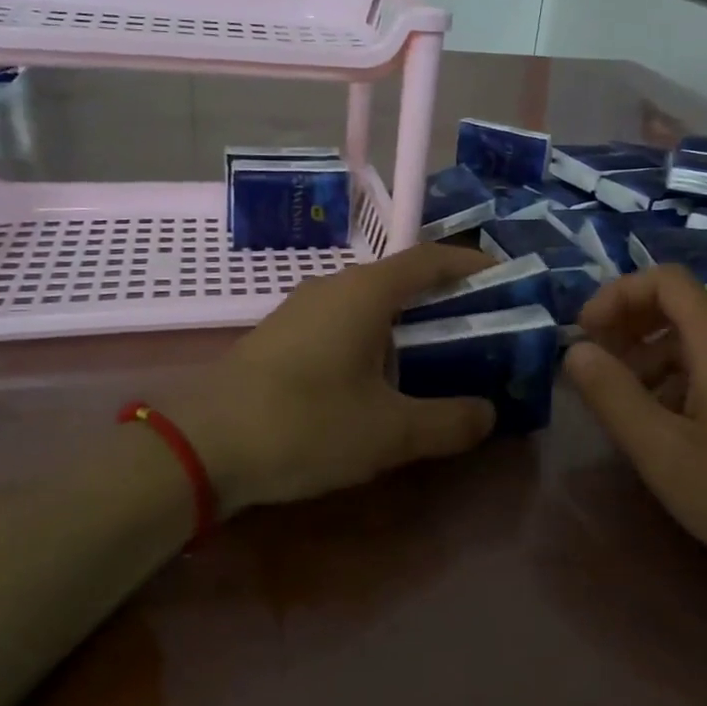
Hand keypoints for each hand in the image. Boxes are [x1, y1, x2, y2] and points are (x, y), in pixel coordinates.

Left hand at [170, 244, 498, 513]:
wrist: (200, 446)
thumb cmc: (306, 424)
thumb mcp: (389, 432)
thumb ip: (448, 421)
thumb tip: (488, 413)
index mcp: (366, 292)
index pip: (431, 259)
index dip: (471, 264)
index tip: (506, 279)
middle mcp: (334, 287)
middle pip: (402, 280)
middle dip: (445, 301)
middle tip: (482, 331)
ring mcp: (302, 309)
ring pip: (371, 304)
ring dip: (408, 324)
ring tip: (439, 359)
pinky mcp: (282, 337)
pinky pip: (344, 324)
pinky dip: (376, 340)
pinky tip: (380, 381)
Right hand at [564, 265, 706, 602]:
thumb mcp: (662, 451)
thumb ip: (611, 394)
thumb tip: (574, 350)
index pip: (665, 279)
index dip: (617, 294)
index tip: (584, 334)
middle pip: (683, 303)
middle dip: (631, 324)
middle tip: (598, 365)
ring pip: (702, 336)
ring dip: (654, 354)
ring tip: (628, 401)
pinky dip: (684, 375)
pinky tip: (673, 424)